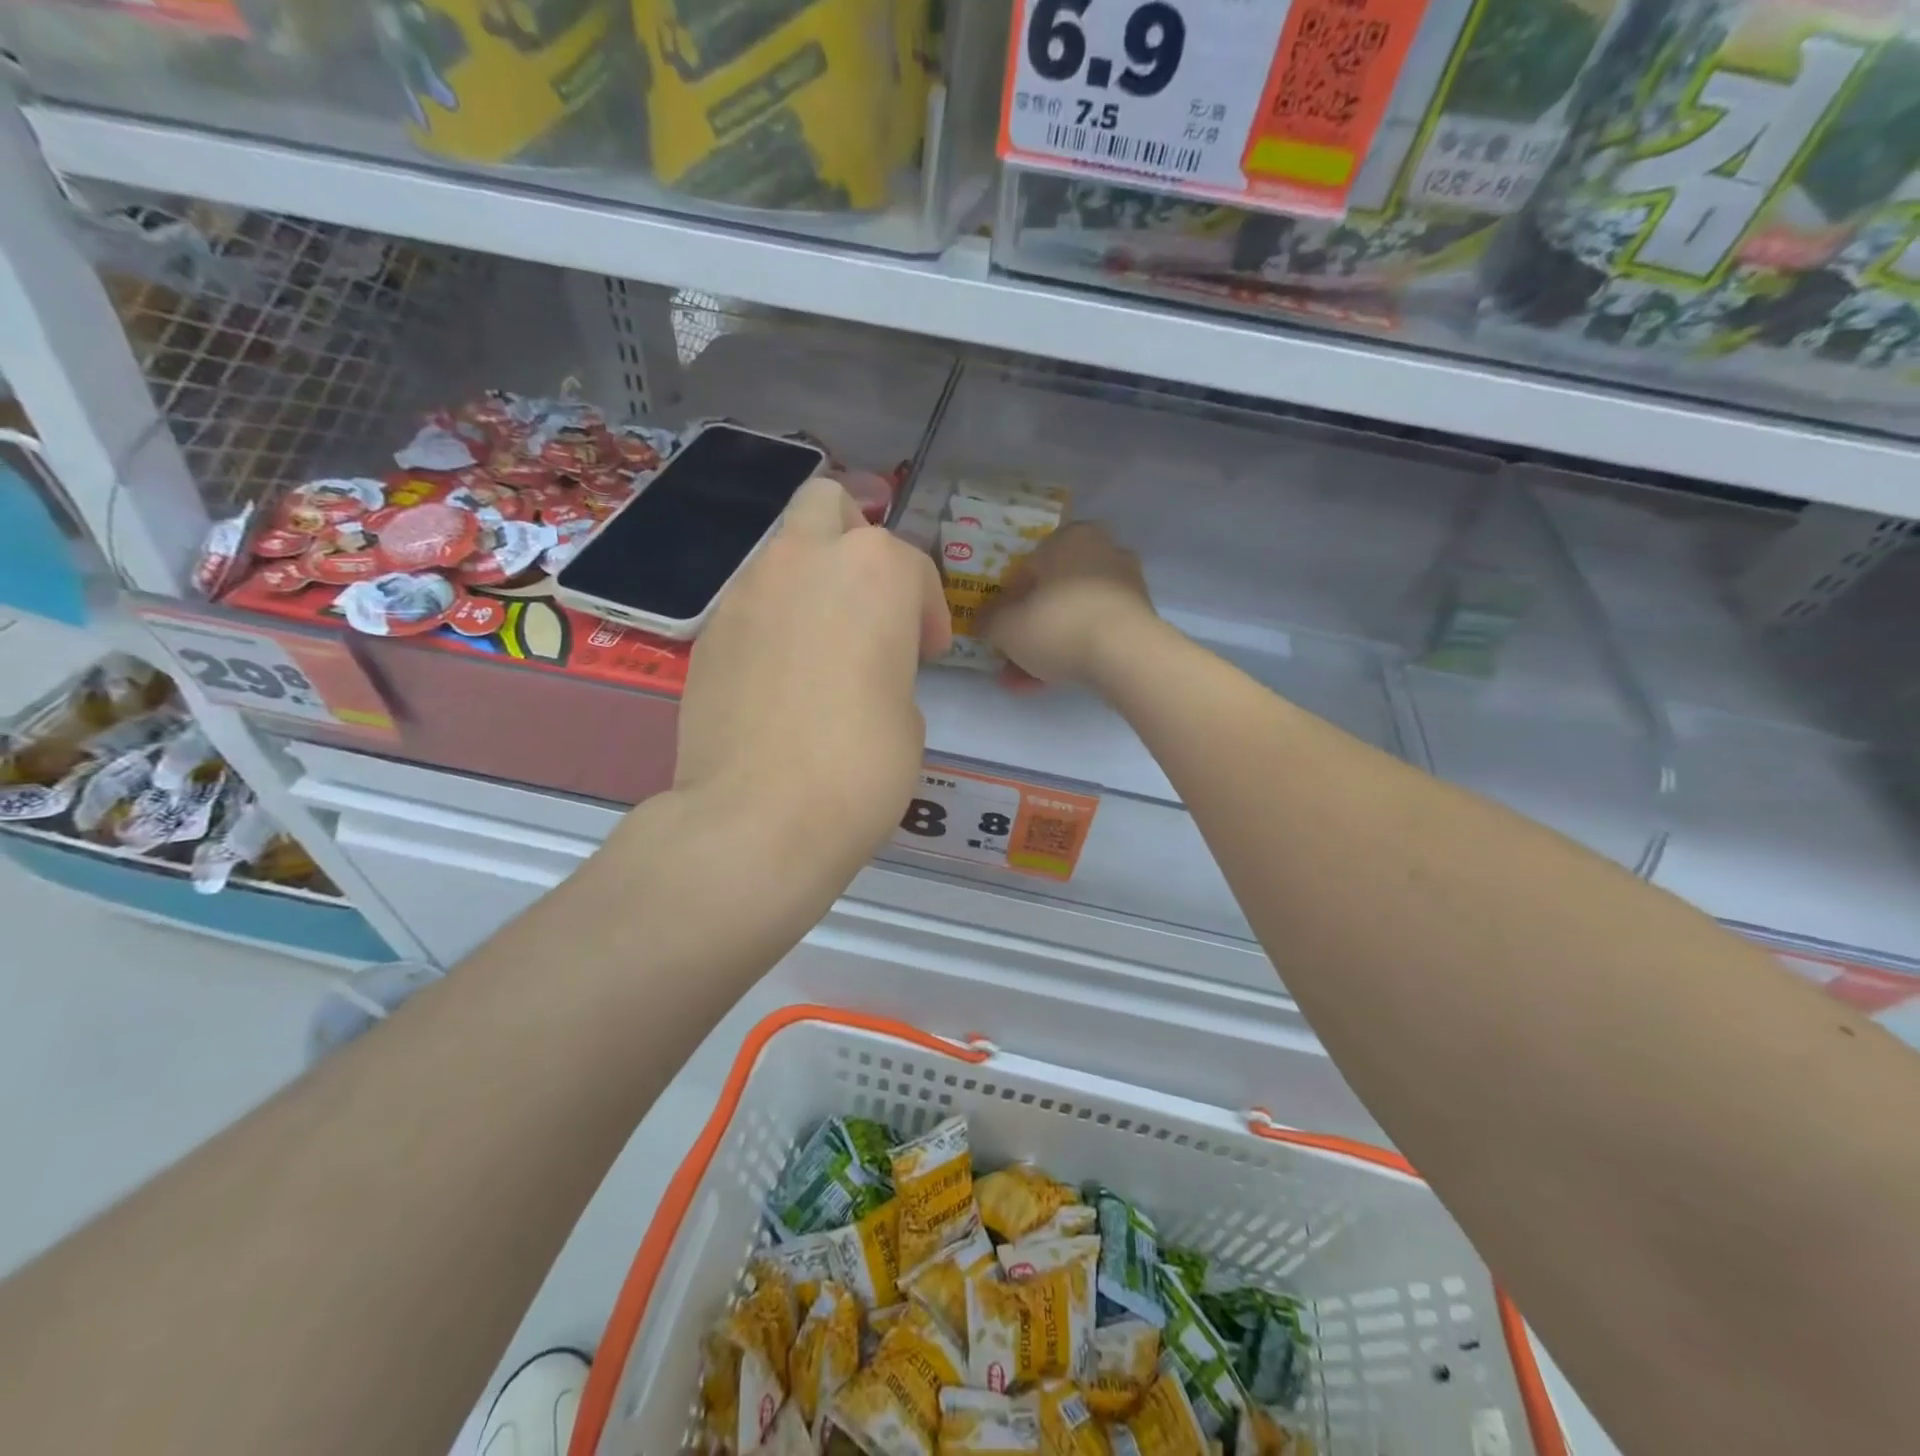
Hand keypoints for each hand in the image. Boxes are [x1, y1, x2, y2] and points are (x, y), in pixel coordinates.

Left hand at [668, 477, 950, 883]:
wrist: (758, 817)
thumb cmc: (861, 765)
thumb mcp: (909, 713)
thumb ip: (890, 665)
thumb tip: (863, 668)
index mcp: (874, 570)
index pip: (912, 566)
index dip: (927, 612)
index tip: (925, 654)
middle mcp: (804, 561)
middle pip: (829, 506)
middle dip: (854, 538)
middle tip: (868, 603)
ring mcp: (745, 591)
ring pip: (782, 552)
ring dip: (809, 582)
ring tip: (821, 648)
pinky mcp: (708, 633)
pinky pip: (750, 604)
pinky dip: (773, 622)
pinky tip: (779, 680)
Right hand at [981, 523, 1156, 689]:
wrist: (1126, 656)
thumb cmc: (1058, 624)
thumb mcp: (1006, 625)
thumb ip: (989, 619)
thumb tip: (984, 620)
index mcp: (1070, 538)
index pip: (1027, 566)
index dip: (1006, 600)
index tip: (997, 626)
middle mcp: (1102, 552)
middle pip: (1052, 594)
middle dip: (1028, 629)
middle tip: (1009, 657)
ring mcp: (1126, 586)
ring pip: (1072, 617)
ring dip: (1047, 647)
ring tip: (1023, 682)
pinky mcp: (1140, 619)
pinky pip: (1094, 634)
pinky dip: (1072, 653)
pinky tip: (1049, 683)